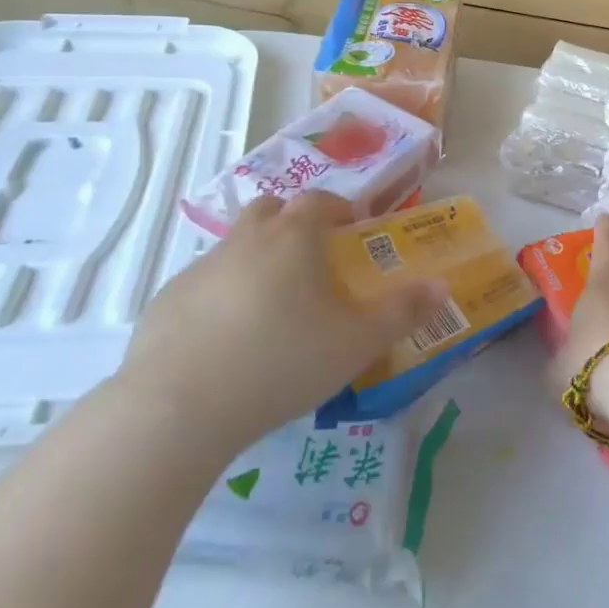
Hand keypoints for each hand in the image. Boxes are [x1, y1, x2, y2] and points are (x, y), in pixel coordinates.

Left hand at [117, 192, 448, 455]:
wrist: (180, 407)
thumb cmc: (283, 361)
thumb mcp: (358, 341)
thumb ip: (404, 310)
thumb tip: (442, 286)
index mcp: (294, 236)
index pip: (320, 200)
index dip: (339, 209)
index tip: (351, 229)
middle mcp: (246, 239)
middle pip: (271, 209)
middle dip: (293, 223)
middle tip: (310, 260)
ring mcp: (200, 267)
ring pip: (235, 246)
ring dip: (256, 259)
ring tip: (272, 307)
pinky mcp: (166, 301)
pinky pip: (203, 284)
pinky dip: (221, 296)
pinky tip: (227, 341)